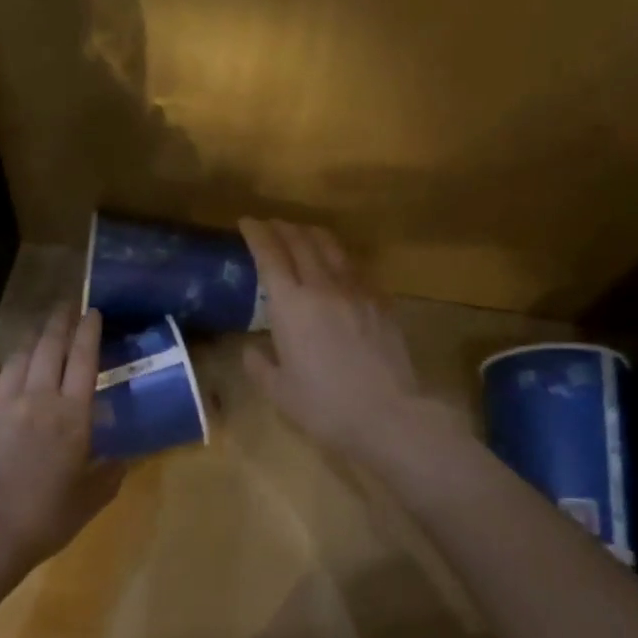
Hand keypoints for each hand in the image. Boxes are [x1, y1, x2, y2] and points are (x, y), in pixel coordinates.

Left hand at [0, 304, 124, 573]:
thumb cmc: (47, 515)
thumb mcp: (91, 499)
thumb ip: (110, 474)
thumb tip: (122, 459)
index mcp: (72, 414)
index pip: (84, 360)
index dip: (89, 332)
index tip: (92, 311)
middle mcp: (38, 397)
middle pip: (49, 348)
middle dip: (60, 322)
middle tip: (66, 306)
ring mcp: (2, 403)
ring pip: (18, 358)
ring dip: (30, 339)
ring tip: (37, 330)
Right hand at [240, 219, 427, 458]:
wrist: (391, 415)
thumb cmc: (326, 406)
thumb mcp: (279, 392)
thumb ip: (258, 365)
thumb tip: (251, 349)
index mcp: (291, 305)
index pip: (270, 254)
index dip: (257, 233)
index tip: (246, 222)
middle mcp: (323, 286)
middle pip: (301, 241)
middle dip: (282, 227)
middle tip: (270, 226)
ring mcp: (357, 290)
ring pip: (331, 247)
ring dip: (311, 234)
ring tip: (301, 235)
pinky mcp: (381, 301)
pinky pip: (355, 267)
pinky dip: (337, 258)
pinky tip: (336, 267)